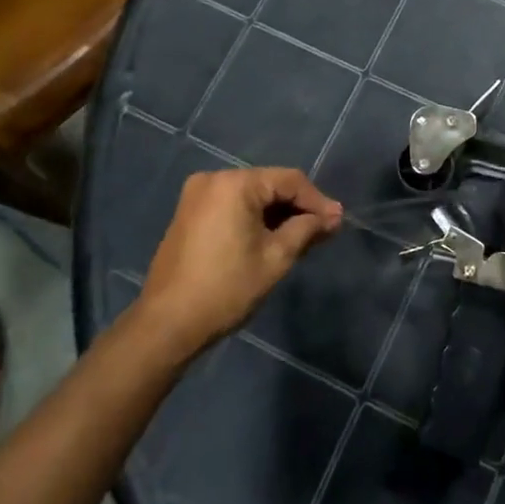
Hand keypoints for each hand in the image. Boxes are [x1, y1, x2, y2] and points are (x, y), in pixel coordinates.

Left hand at [137, 168, 342, 352]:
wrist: (167, 324)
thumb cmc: (226, 288)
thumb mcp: (276, 258)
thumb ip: (307, 229)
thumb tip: (333, 216)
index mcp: (235, 183)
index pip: (289, 180)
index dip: (317, 201)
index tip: (337, 223)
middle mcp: (214, 179)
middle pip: (269, 185)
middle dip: (297, 208)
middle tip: (323, 232)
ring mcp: (196, 195)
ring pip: (251, 196)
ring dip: (276, 215)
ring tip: (301, 238)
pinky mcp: (188, 213)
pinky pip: (232, 206)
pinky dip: (253, 219)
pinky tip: (270, 239)